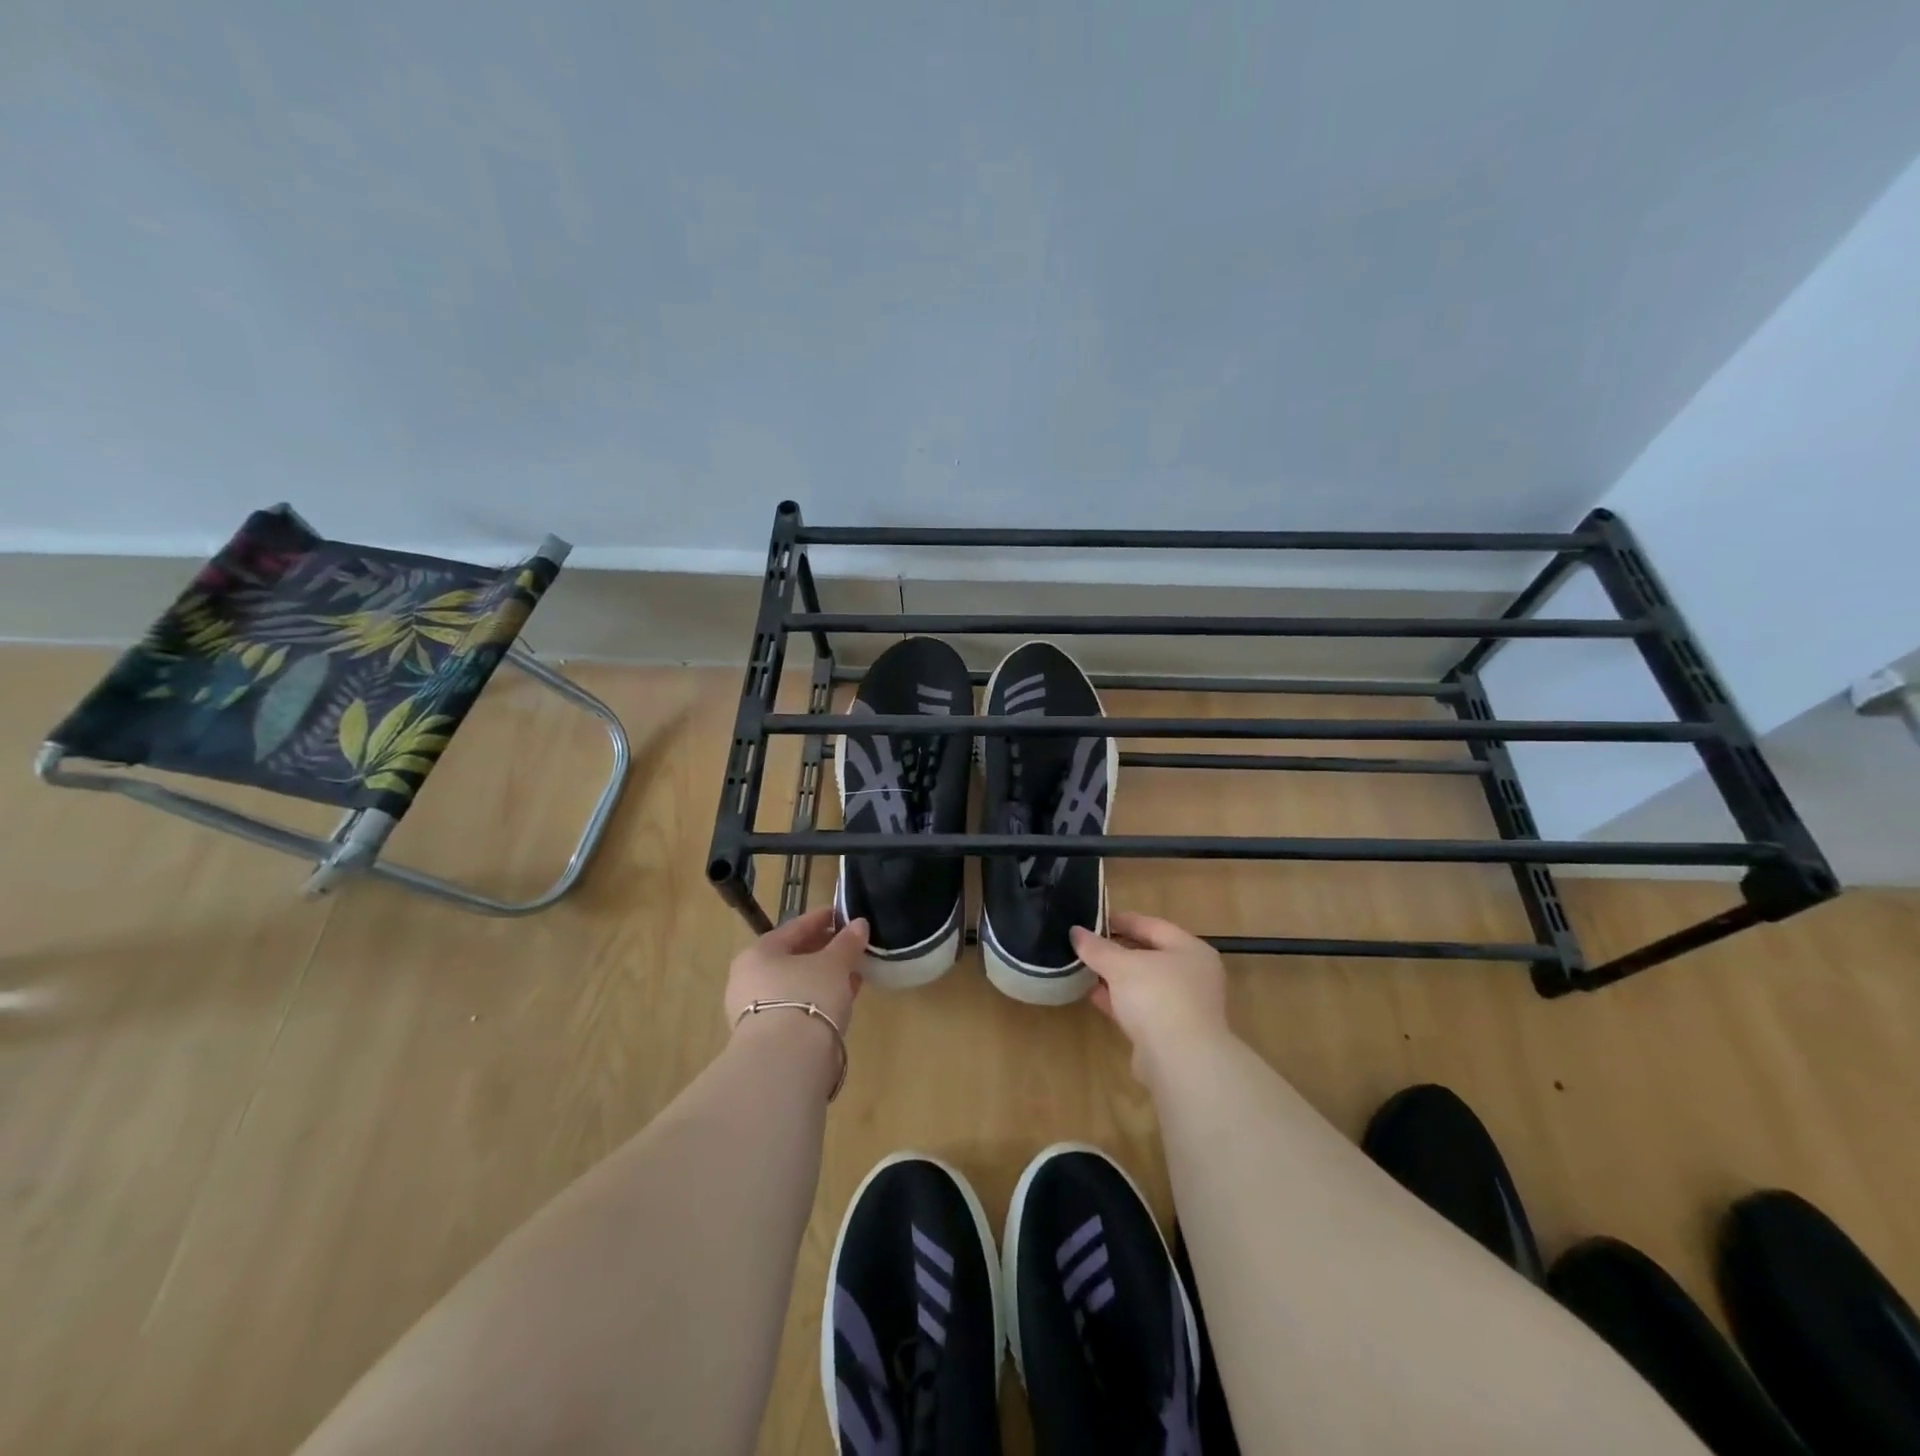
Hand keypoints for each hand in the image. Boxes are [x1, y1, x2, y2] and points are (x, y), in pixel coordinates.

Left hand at [725, 906, 867, 1032]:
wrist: (786, 1060)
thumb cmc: (807, 996)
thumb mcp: (834, 964)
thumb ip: (847, 942)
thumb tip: (859, 924)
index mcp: (758, 953)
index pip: (793, 928)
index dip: (820, 919)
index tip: (840, 914)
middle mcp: (749, 979)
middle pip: (792, 957)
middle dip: (823, 951)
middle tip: (848, 946)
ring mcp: (755, 1011)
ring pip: (795, 985)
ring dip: (823, 978)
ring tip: (852, 974)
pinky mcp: (767, 1038)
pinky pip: (797, 1007)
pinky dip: (818, 1000)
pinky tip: (841, 1001)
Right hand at [1071, 912, 1229, 1078]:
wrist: (1181, 1062)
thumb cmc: (1157, 997)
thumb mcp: (1121, 965)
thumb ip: (1097, 947)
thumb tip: (1075, 932)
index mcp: (1190, 950)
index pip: (1152, 925)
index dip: (1121, 920)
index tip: (1092, 919)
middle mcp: (1192, 975)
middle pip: (1148, 955)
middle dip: (1116, 950)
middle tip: (1085, 944)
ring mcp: (1183, 1006)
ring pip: (1142, 983)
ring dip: (1115, 977)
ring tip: (1083, 967)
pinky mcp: (1169, 1033)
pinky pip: (1139, 1008)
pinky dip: (1118, 1000)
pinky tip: (1092, 995)